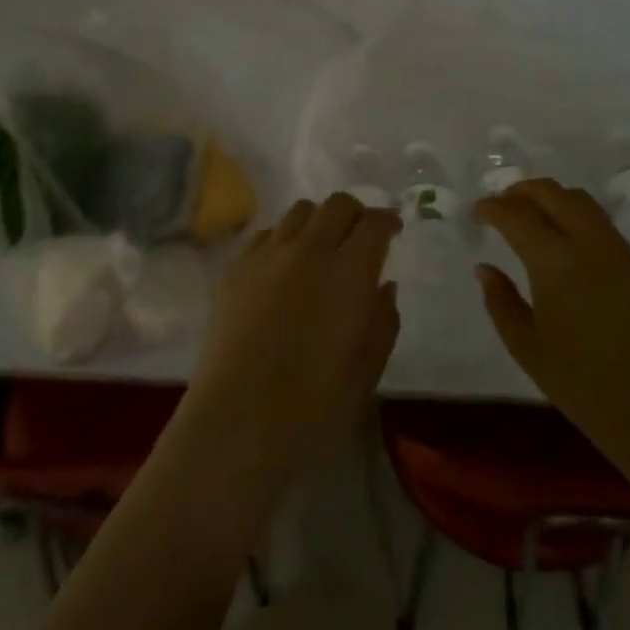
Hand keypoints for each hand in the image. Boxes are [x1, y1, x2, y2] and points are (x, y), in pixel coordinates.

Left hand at [183, 194, 399, 492]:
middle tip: (361, 237)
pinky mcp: (236, 269)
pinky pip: (267, 233)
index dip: (388, 220)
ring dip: (319, 221)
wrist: (234, 424)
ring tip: (322, 250)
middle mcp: (308, 251)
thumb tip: (384, 285)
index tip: (394, 230)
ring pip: (300, 211)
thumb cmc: (311, 409)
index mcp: (348, 274)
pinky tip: (285, 268)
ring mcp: (267, 256)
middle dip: (356, 213)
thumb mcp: (365, 374)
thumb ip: (382, 323)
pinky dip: (285, 238)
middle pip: (337, 204)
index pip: (373, 224)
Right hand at [474, 179, 629, 481]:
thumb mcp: (527, 348)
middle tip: (501, 206)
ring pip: (581, 201)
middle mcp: (588, 243)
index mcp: (555, 262)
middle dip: (520, 191)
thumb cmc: (583, 385)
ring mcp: (619, 250)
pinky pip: (601, 223)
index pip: (516, 215)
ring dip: (551, 198)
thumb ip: (500, 302)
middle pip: (551, 192)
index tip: (477, 212)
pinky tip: (566, 243)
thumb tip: (484, 268)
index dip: (492, 208)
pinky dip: (575, 216)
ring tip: (532, 217)